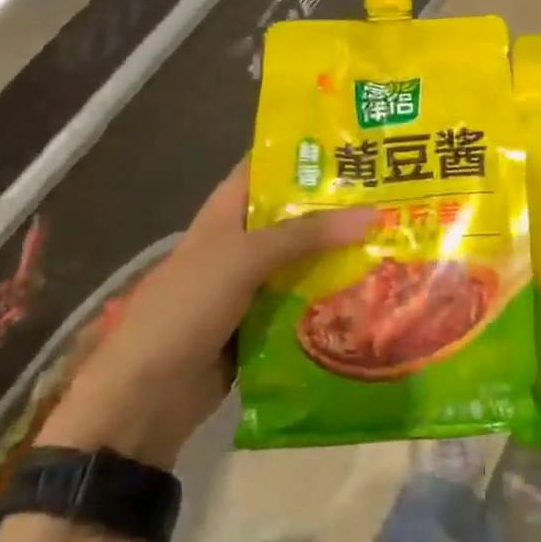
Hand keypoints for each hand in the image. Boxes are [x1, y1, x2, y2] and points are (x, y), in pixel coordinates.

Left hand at [39, 160, 373, 468]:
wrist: (144, 399)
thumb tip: (374, 213)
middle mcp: (241, 240)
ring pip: (304, 258)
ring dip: (340, 253)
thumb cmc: (187, 307)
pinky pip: (302, 299)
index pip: (270, 165)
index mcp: (228, 210)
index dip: (309, 151)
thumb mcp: (245, 258)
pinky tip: (373, 289)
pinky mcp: (261, 322)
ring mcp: (251, 283)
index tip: (359, 142)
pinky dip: (330, 295)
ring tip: (396, 237)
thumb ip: (307, 234)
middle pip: (295, 213)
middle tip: (395, 194)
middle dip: (338, 206)